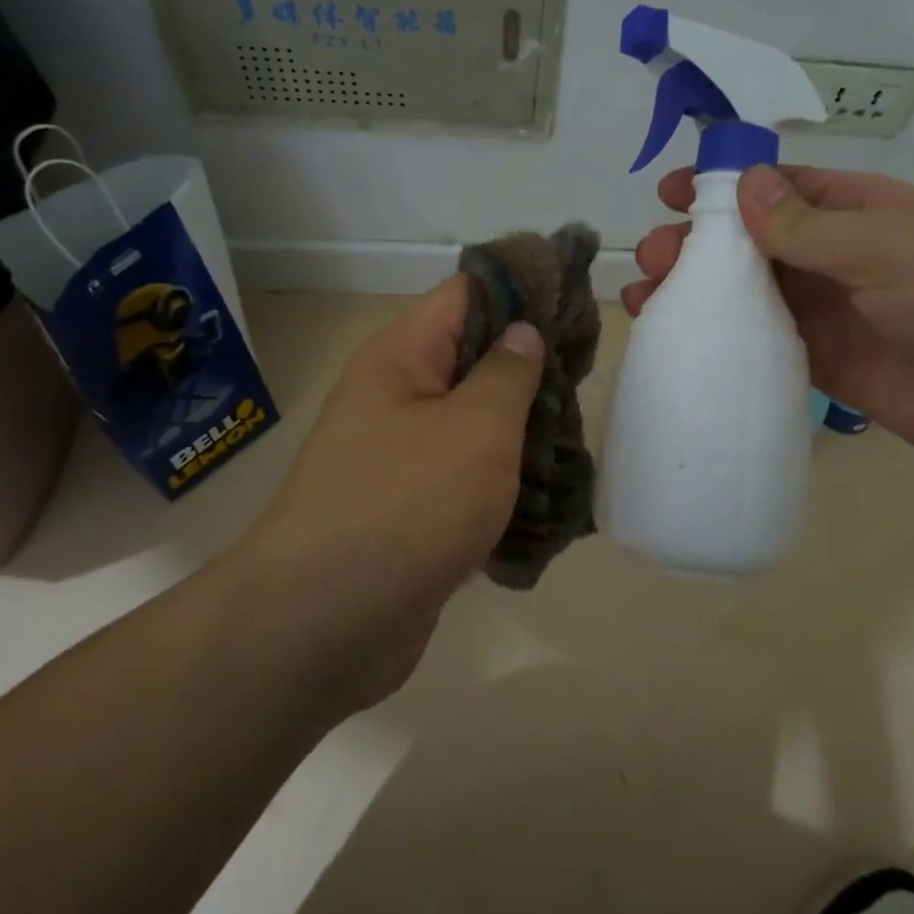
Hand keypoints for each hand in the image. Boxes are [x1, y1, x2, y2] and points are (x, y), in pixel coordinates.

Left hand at [246, 275, 543, 707]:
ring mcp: (398, 455)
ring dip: (520, 428)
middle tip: (587, 377)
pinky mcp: (408, 508)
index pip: (466, 294)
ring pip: (471, 421)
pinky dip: (501, 479)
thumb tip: (522, 331)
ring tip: (576, 435)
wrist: (326, 624)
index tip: (574, 301)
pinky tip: (547, 492)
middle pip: (471, 357)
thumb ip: (509, 372)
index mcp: (401, 358)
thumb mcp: (476, 427)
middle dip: (529, 366)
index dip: (521, 289)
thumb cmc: (408, 504)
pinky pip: (463, 475)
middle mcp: (394, 397)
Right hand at [623, 165, 913, 464]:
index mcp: (848, 210)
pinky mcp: (816, 358)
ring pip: (744, 292)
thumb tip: (742, 185)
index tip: (668, 193)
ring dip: (696, 291)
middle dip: (695, 244)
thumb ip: (807, 225)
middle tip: (652, 256)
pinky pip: (758, 341)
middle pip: (746, 242)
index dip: (719, 187)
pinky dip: (720, 338)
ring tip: (647, 298)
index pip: (772, 188)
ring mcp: (820, 309)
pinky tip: (679, 340)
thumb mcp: (882, 245)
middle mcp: (827, 255)